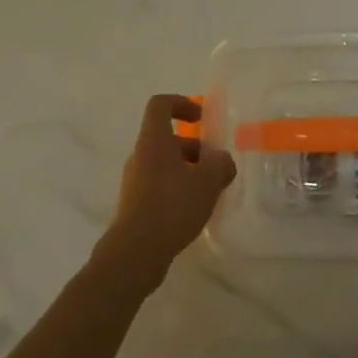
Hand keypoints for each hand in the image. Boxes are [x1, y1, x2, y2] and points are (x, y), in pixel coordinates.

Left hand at [100, 94, 235, 286]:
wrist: (134, 254)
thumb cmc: (171, 206)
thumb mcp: (207, 182)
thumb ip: (221, 165)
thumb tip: (223, 161)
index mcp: (154, 140)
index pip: (160, 105)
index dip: (181, 104)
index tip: (201, 119)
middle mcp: (140, 156)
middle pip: (166, 138)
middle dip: (193, 148)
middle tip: (213, 166)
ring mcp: (134, 182)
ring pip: (163, 165)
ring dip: (187, 171)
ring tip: (208, 193)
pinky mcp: (134, 206)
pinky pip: (158, 187)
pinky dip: (177, 191)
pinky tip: (193, 212)